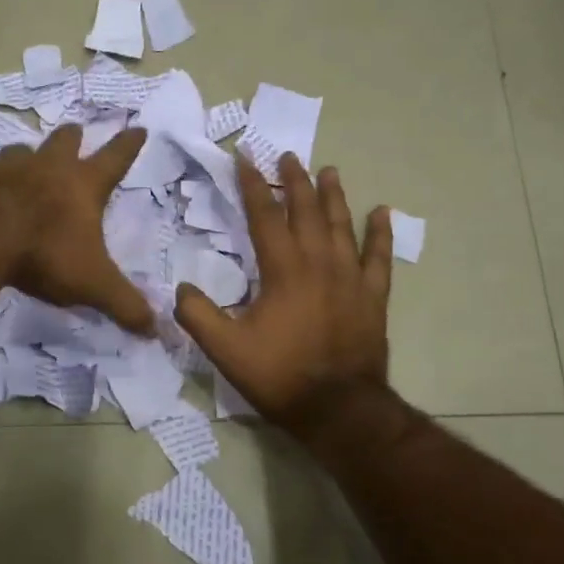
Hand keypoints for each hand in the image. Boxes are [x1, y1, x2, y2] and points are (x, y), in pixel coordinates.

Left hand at [0, 124, 155, 334]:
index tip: (139, 128)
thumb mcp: (92, 284)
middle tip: (75, 131)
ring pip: (20, 151)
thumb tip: (155, 329)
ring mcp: (7, 168)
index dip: (129, 145)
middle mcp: (47, 167)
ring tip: (24, 158)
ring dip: (26, 155)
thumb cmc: (44, 253)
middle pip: (65, 142)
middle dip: (73, 137)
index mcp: (82, 185)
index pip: (115, 159)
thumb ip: (123, 304)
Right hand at [175, 153, 393, 432]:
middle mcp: (319, 263)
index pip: (264, 216)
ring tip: (329, 170)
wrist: (338, 408)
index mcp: (283, 270)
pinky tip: (382, 212)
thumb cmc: (280, 375)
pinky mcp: (373, 296)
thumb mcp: (225, 349)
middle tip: (288, 155)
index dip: (252, 185)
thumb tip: (181, 289)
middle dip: (294, 180)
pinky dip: (380, 233)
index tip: (244, 158)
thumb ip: (198, 315)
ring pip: (342, 225)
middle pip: (306, 210)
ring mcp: (351, 278)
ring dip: (334, 196)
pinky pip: (379, 257)